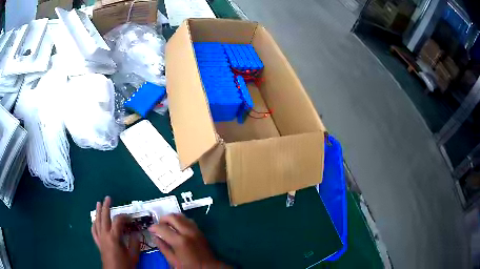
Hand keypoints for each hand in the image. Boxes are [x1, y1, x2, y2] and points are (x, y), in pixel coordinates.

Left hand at [92, 196, 140, 268]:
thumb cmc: (124, 264)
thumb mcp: (133, 255)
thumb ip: (134, 243)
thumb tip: (136, 233)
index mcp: (114, 237)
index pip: (118, 221)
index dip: (124, 217)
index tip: (130, 217)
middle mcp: (105, 235)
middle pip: (104, 217)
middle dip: (106, 207)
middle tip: (108, 198)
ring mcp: (100, 238)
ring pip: (97, 222)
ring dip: (98, 212)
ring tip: (98, 203)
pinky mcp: (98, 243)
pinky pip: (94, 231)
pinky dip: (94, 224)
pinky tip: (94, 221)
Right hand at [148, 213, 224, 267]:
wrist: (208, 268)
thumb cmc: (190, 266)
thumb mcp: (173, 261)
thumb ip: (163, 248)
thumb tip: (155, 237)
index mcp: (180, 241)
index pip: (162, 228)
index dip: (154, 227)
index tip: (150, 229)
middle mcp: (188, 232)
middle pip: (172, 217)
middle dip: (162, 219)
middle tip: (158, 226)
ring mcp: (195, 230)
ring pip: (181, 216)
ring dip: (172, 218)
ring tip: (167, 226)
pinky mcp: (200, 231)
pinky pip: (188, 220)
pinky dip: (180, 220)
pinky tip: (177, 227)